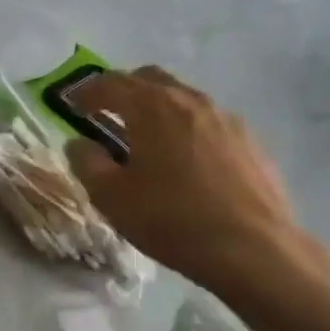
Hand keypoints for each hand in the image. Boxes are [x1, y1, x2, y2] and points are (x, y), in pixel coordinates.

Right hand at [65, 67, 308, 300]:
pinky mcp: (251, 143)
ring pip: (183, 98)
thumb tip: (79, 144)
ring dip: (159, 109)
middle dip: (125, 91)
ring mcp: (226, 119)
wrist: (256, 251)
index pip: (110, 83)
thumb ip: (87, 162)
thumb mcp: (111, 197)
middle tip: (109, 114)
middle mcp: (189, 100)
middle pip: (150, 79)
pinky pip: (209, 123)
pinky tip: (187, 162)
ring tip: (148, 139)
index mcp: (151, 106)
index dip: (87, 92)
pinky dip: (188, 130)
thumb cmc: (172, 219)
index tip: (73, 106)